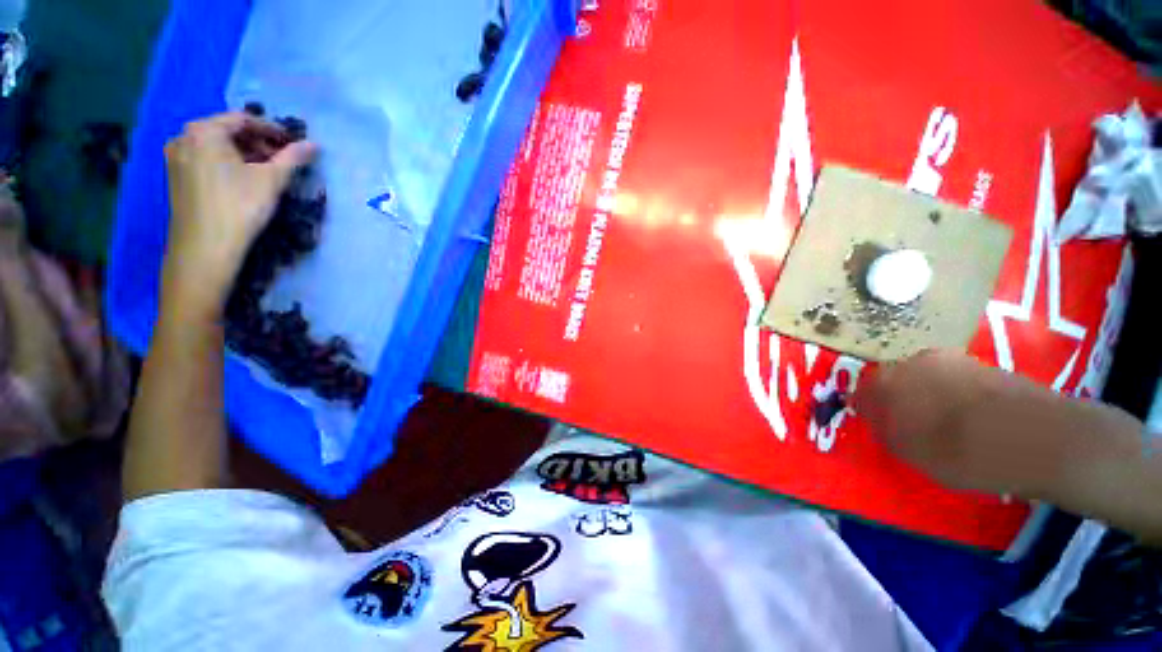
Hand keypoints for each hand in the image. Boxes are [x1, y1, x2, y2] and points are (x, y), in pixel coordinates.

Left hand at [161, 112, 316, 321]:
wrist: (205, 247)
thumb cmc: (239, 207)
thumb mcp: (272, 180)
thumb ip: (293, 158)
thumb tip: (315, 145)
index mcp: (204, 130)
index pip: (244, 120)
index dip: (273, 130)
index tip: (294, 144)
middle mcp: (184, 137)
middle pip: (228, 132)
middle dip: (258, 143)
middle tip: (283, 160)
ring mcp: (176, 158)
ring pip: (217, 147)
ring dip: (245, 155)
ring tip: (267, 172)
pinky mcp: (176, 178)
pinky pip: (206, 160)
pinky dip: (228, 164)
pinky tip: (244, 180)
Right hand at [852, 350, 1064, 495]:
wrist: (1040, 437)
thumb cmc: (963, 452)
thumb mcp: (913, 454)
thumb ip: (886, 433)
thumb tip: (877, 423)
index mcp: (887, 382)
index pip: (863, 393)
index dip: (868, 411)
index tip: (879, 429)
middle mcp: (913, 363)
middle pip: (894, 381)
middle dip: (898, 401)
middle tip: (911, 429)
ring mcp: (952, 360)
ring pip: (926, 379)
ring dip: (928, 397)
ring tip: (945, 426)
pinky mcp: (984, 365)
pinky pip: (956, 380)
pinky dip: (956, 397)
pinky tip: (972, 420)